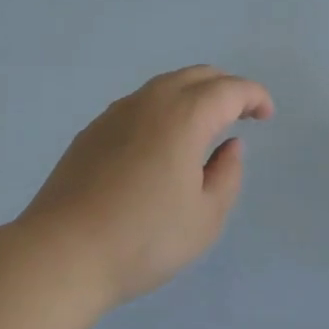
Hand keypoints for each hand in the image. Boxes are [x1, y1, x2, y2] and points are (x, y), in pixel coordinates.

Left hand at [17, 65, 273, 311]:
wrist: (61, 253)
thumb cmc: (143, 239)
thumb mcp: (205, 218)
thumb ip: (227, 174)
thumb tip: (229, 145)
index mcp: (186, 115)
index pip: (230, 89)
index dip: (254, 96)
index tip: (266, 115)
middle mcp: (153, 100)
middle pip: (198, 75)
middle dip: (226, 88)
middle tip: (241, 114)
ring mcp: (118, 111)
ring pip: (166, 85)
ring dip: (193, 95)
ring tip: (204, 126)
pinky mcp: (94, 129)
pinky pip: (141, 103)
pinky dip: (164, 108)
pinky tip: (161, 141)